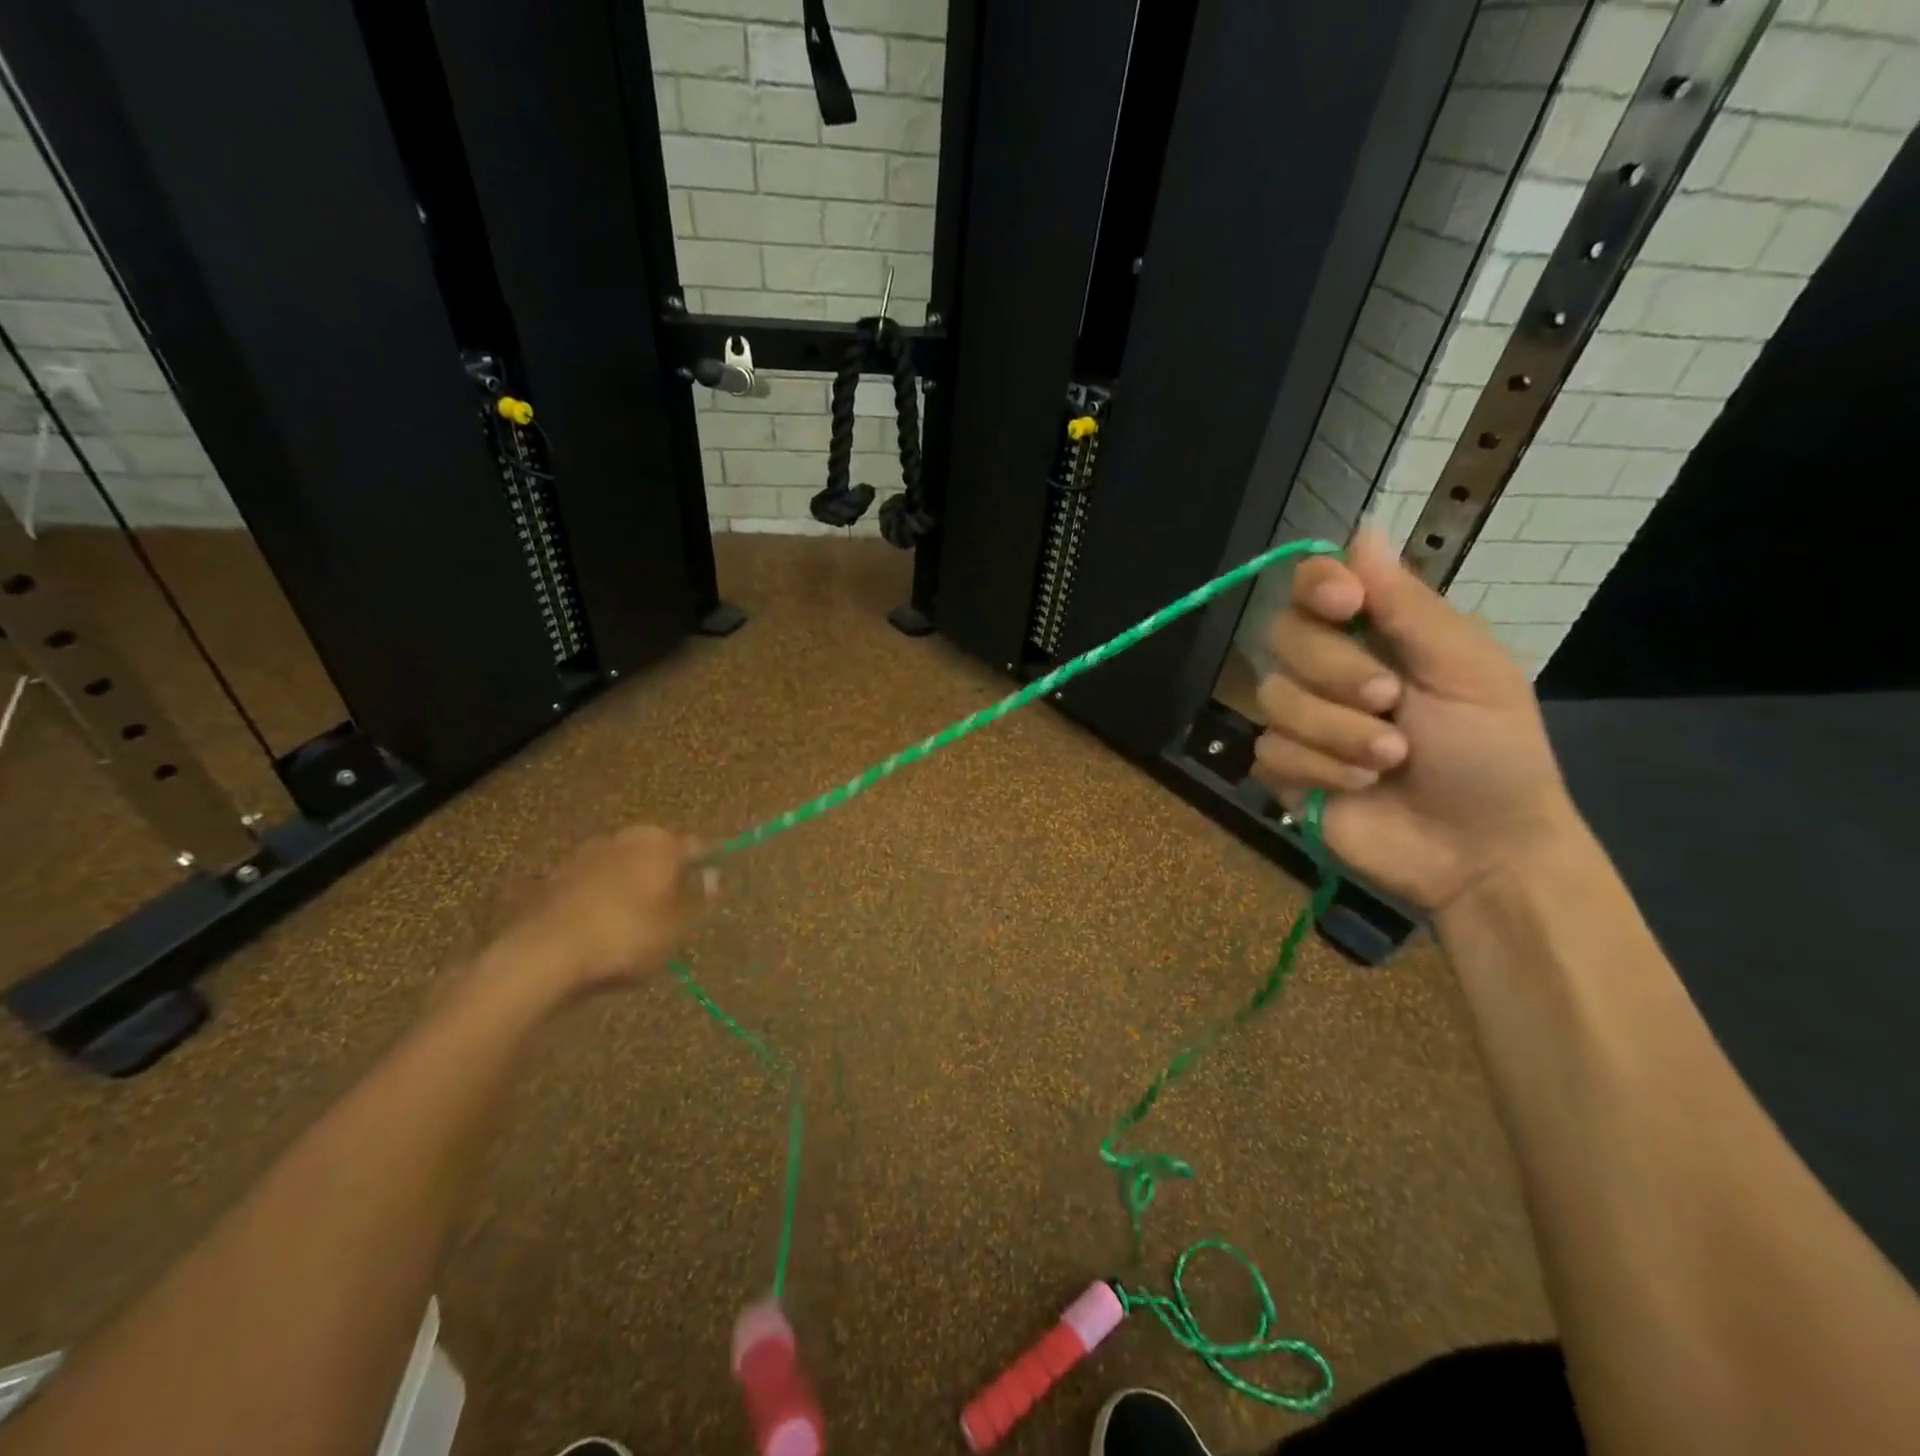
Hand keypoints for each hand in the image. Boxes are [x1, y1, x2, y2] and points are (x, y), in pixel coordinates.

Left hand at [481, 826, 714, 1002]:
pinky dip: (604, 897)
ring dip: (633, 884)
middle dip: (667, 873)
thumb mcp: (679, 925)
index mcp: (662, 842)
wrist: (545, 954)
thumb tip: (711, 875)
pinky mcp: (557, 876)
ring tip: (637, 920)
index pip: (697, 846)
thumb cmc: (627, 936)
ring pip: (624, 866)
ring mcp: (587, 854)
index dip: (707, 865)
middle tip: (675, 906)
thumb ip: (700, 898)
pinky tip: (604, 925)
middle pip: (658, 851)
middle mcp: (626, 837)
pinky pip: (595, 883)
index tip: (711, 886)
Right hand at [1251, 529, 1583, 914]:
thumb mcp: (1468, 670)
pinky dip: (1318, 768)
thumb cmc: (1493, 753)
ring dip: (1337, 731)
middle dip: (1337, 673)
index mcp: (1377, 635)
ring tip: (1388, 760)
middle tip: (1391, 701)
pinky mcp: (1285, 770)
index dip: (1316, 586)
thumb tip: (1360, 529)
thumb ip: (1409, 605)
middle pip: (1283, 636)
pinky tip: (1357, 787)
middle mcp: (1329, 669)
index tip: (1345, 603)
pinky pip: (1269, 750)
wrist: (1480, 850)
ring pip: (1274, 698)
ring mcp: (1303, 721)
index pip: (1313, 585)